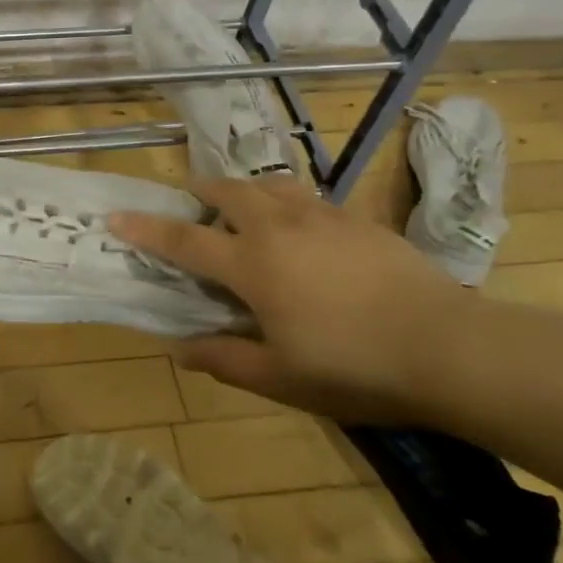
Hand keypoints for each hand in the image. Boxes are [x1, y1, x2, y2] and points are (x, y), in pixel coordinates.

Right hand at [110, 176, 466, 421]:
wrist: (447, 347)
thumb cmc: (354, 368)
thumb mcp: (283, 378)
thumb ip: (226, 359)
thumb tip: (180, 349)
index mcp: (251, 264)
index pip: (184, 241)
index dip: (145, 229)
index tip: (115, 217)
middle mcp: (277, 227)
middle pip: (225, 192)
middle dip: (199, 193)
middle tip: (190, 206)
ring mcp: (319, 216)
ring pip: (267, 184)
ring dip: (243, 191)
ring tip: (242, 210)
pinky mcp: (354, 218)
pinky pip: (305, 196)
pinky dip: (285, 201)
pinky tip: (299, 226)